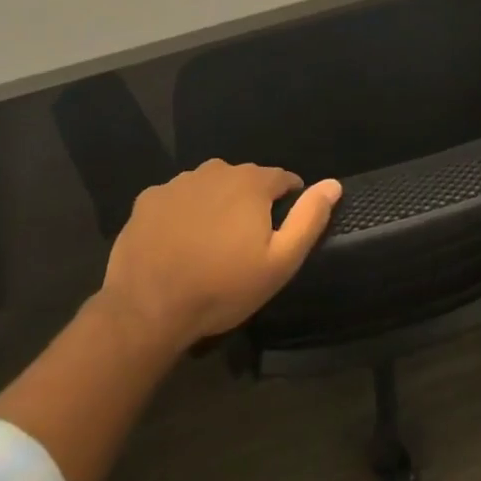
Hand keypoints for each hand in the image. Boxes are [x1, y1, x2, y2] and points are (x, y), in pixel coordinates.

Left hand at [99, 160, 341, 352]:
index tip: (281, 229)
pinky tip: (178, 242)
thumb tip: (334, 184)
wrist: (147, 309)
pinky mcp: (148, 199)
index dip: (287, 201)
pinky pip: (176, 199)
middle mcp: (216, 170)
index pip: (282, 178)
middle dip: (250, 203)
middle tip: (245, 242)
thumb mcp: (280, 262)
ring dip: (216, 205)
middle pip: (244, 180)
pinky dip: (182, 213)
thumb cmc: (222, 287)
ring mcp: (178, 183)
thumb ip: (309, 219)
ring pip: (209, 187)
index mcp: (251, 182)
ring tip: (210, 243)